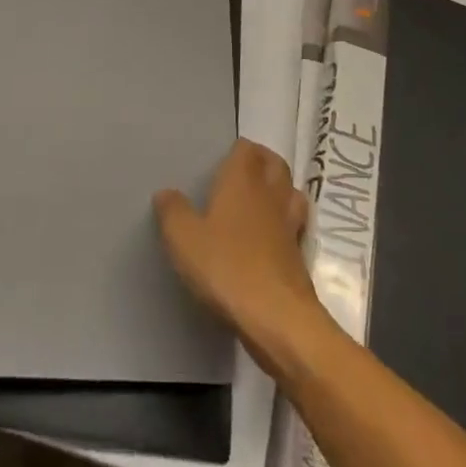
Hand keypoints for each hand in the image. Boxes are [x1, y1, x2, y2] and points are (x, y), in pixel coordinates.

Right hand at [154, 139, 326, 374]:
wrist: (277, 318)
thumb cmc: (226, 267)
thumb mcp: (184, 239)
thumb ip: (173, 212)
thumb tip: (165, 193)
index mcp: (242, 180)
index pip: (246, 148)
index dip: (237, 150)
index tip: (223, 159)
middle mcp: (270, 194)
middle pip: (275, 164)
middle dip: (262, 162)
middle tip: (243, 173)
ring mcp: (289, 224)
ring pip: (291, 192)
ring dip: (280, 190)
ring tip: (261, 200)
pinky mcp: (300, 254)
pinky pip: (295, 225)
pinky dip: (286, 223)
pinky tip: (271, 237)